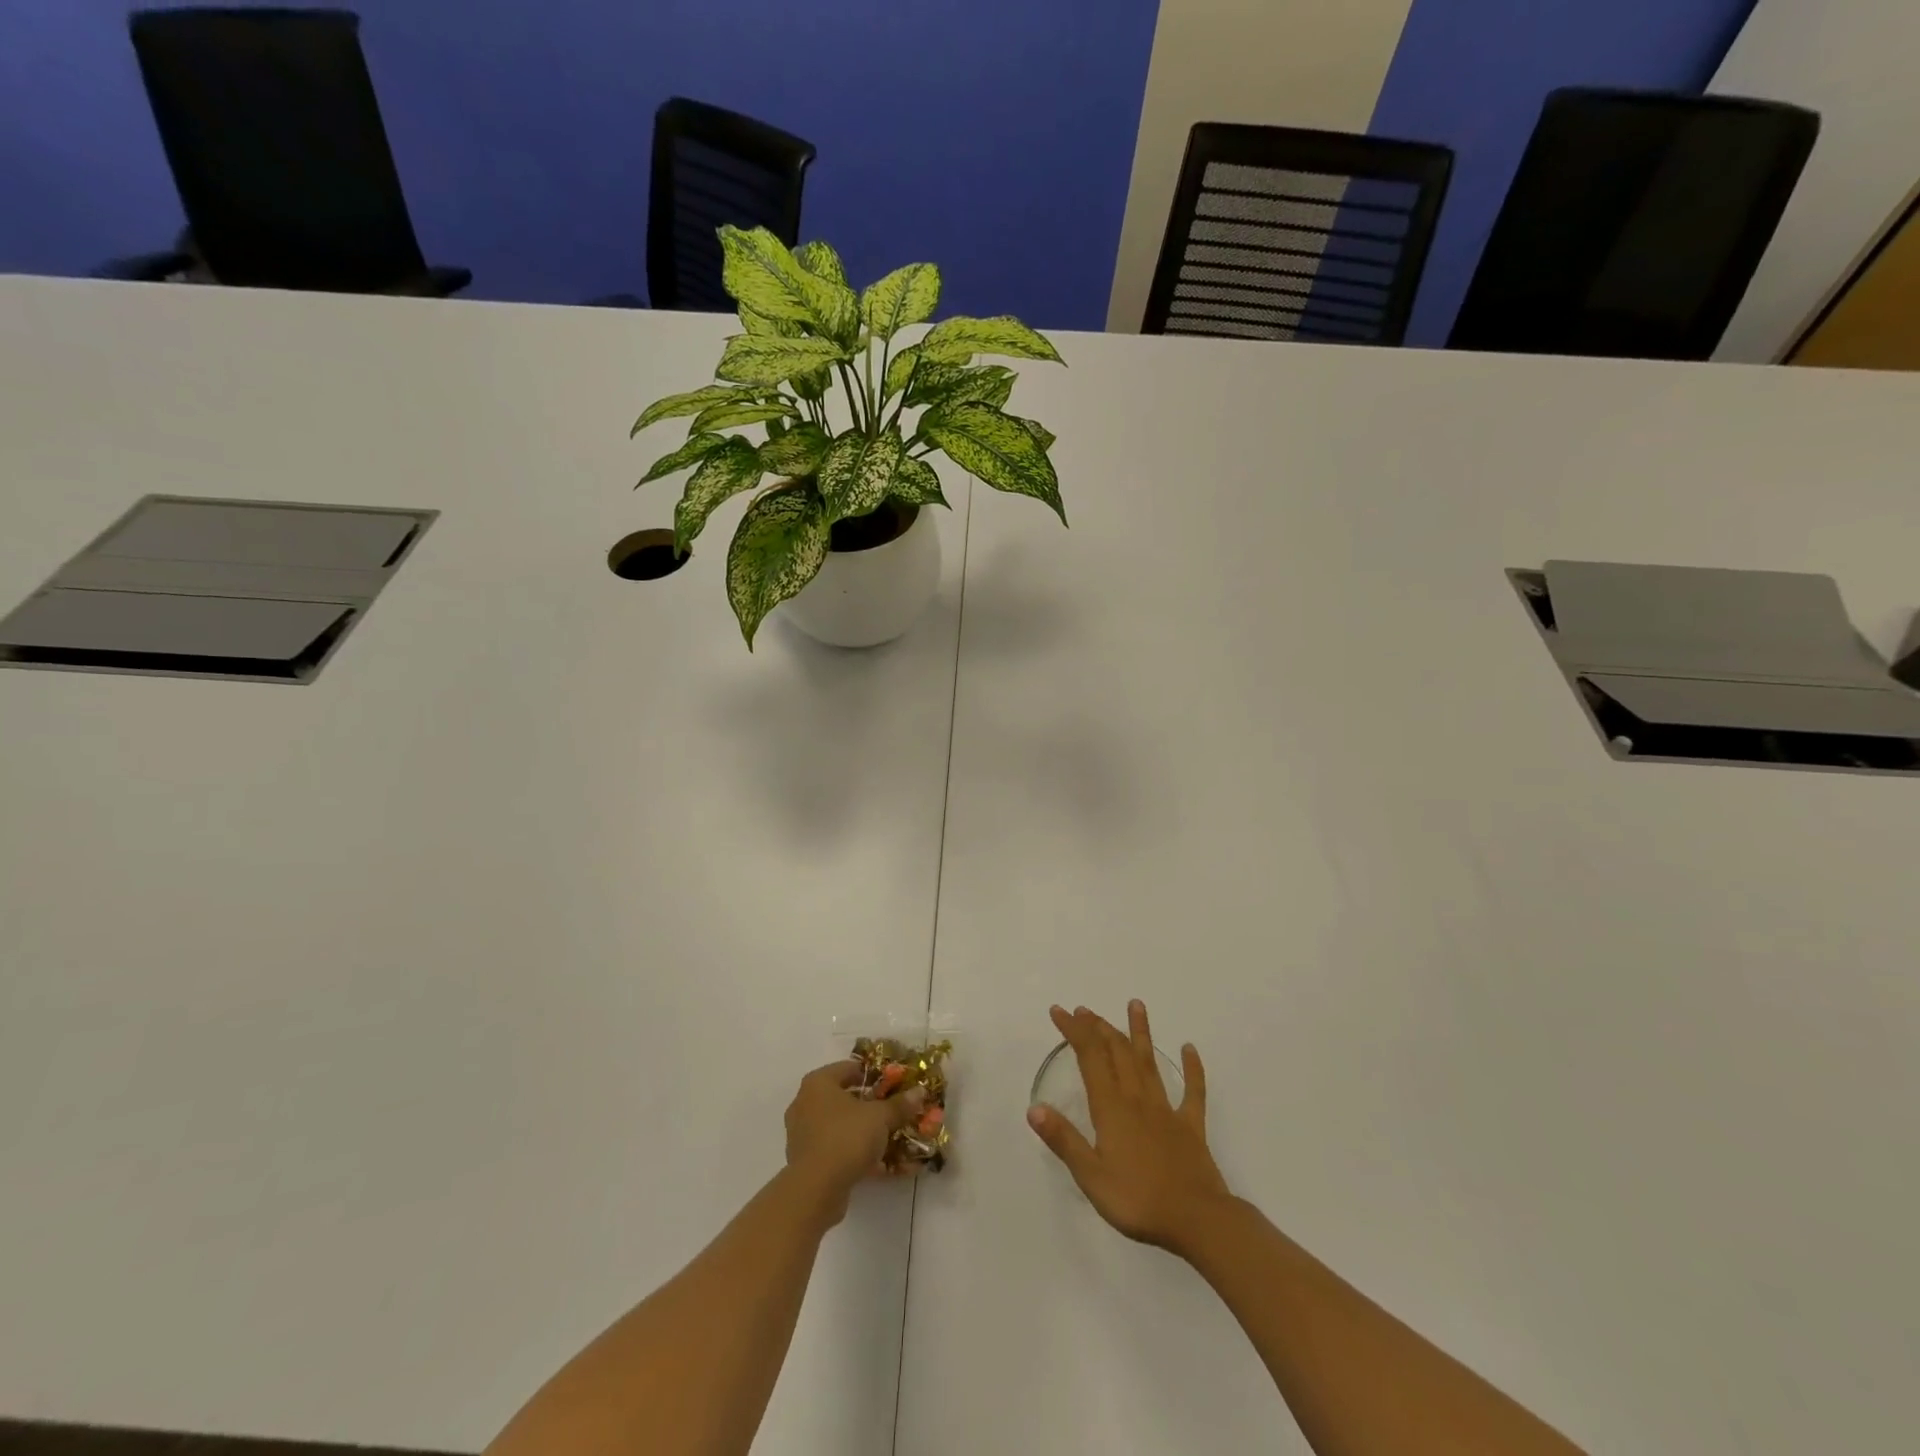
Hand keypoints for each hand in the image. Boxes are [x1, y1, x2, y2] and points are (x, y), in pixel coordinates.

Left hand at [784, 1060, 923, 1222]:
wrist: (815, 1190)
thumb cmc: (846, 1138)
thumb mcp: (880, 1117)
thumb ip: (899, 1104)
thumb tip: (919, 1091)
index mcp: (819, 1083)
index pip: (850, 1068)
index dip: (874, 1075)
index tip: (895, 1084)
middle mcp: (805, 1103)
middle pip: (845, 1097)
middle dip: (870, 1104)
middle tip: (893, 1109)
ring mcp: (803, 1133)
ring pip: (840, 1125)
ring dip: (862, 1130)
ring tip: (888, 1137)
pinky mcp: (806, 1160)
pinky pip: (835, 1148)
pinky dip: (854, 1152)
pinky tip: (877, 1163)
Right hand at [1028, 1001, 1231, 1254]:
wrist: (1197, 1221)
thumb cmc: (1138, 1201)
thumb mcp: (1091, 1176)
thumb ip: (1064, 1140)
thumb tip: (1034, 1108)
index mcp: (1111, 1108)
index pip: (1090, 1057)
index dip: (1074, 1031)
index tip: (1060, 1012)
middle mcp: (1137, 1099)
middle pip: (1117, 1052)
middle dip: (1099, 1027)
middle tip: (1085, 1010)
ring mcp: (1167, 1110)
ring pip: (1150, 1062)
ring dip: (1140, 1032)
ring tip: (1136, 1004)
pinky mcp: (1191, 1126)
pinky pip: (1193, 1091)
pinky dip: (1192, 1068)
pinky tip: (1190, 1049)